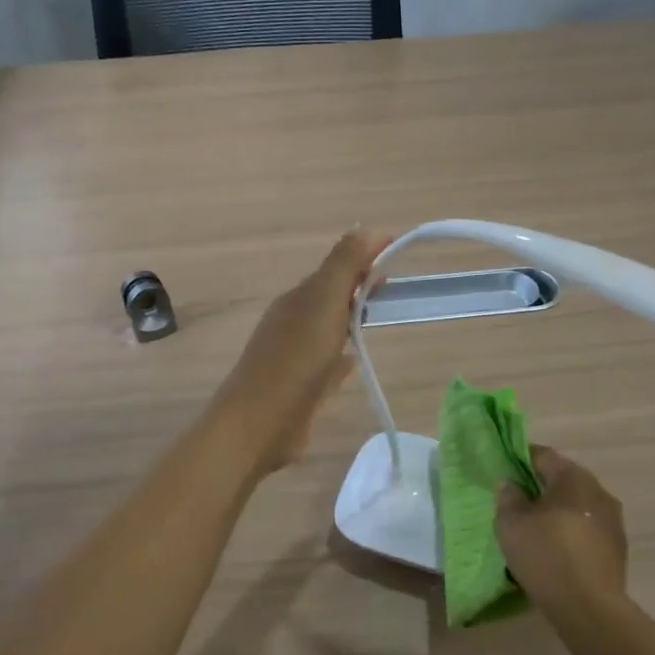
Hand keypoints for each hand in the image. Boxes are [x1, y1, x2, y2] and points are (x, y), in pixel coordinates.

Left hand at [213, 229, 391, 477]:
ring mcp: (296, 356)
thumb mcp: (322, 304)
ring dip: (352, 318)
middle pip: (333, 296)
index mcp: (298, 299)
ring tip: (379, 315)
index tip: (396, 248)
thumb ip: (343, 266)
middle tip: (392, 283)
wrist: (258, 425)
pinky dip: (343, 355)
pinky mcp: (303, 387)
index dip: (365, 256)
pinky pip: (328, 362)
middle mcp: (294, 322)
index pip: (336, 267)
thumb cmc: (294, 361)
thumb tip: (366, 229)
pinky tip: (355, 361)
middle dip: (360, 285)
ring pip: (331, 328)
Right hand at [496, 446, 628, 623]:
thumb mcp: (510, 523)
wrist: (589, 608)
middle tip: (518, 503)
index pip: (543, 455)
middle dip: (540, 487)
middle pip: (563, 478)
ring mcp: (613, 519)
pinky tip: (558, 551)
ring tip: (537, 530)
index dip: (520, 460)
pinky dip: (572, 531)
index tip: (505, 473)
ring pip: (578, 504)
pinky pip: (588, 527)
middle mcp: (598, 490)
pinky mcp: (618, 546)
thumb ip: (508, 496)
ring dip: (558, 511)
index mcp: (573, 477)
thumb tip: (513, 484)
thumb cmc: (546, 556)